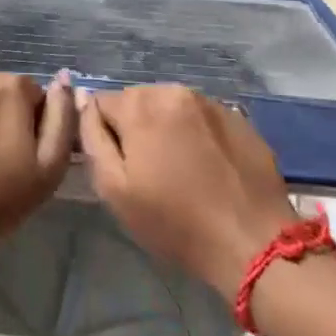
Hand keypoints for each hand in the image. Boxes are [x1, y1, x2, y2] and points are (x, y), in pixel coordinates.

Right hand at [78, 84, 298, 302]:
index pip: (101, 103)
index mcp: (140, 104)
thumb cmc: (175, 223)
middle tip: (150, 173)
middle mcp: (173, 90)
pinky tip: (208, 169)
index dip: (104, 135)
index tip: (120, 168)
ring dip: (167, 130)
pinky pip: (201, 119)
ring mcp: (210, 102)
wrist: (254, 244)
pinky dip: (196, 136)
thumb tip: (82, 99)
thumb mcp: (114, 189)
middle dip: (136, 129)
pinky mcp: (238, 118)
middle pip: (137, 102)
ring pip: (170, 108)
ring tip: (180, 171)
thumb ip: (91, 137)